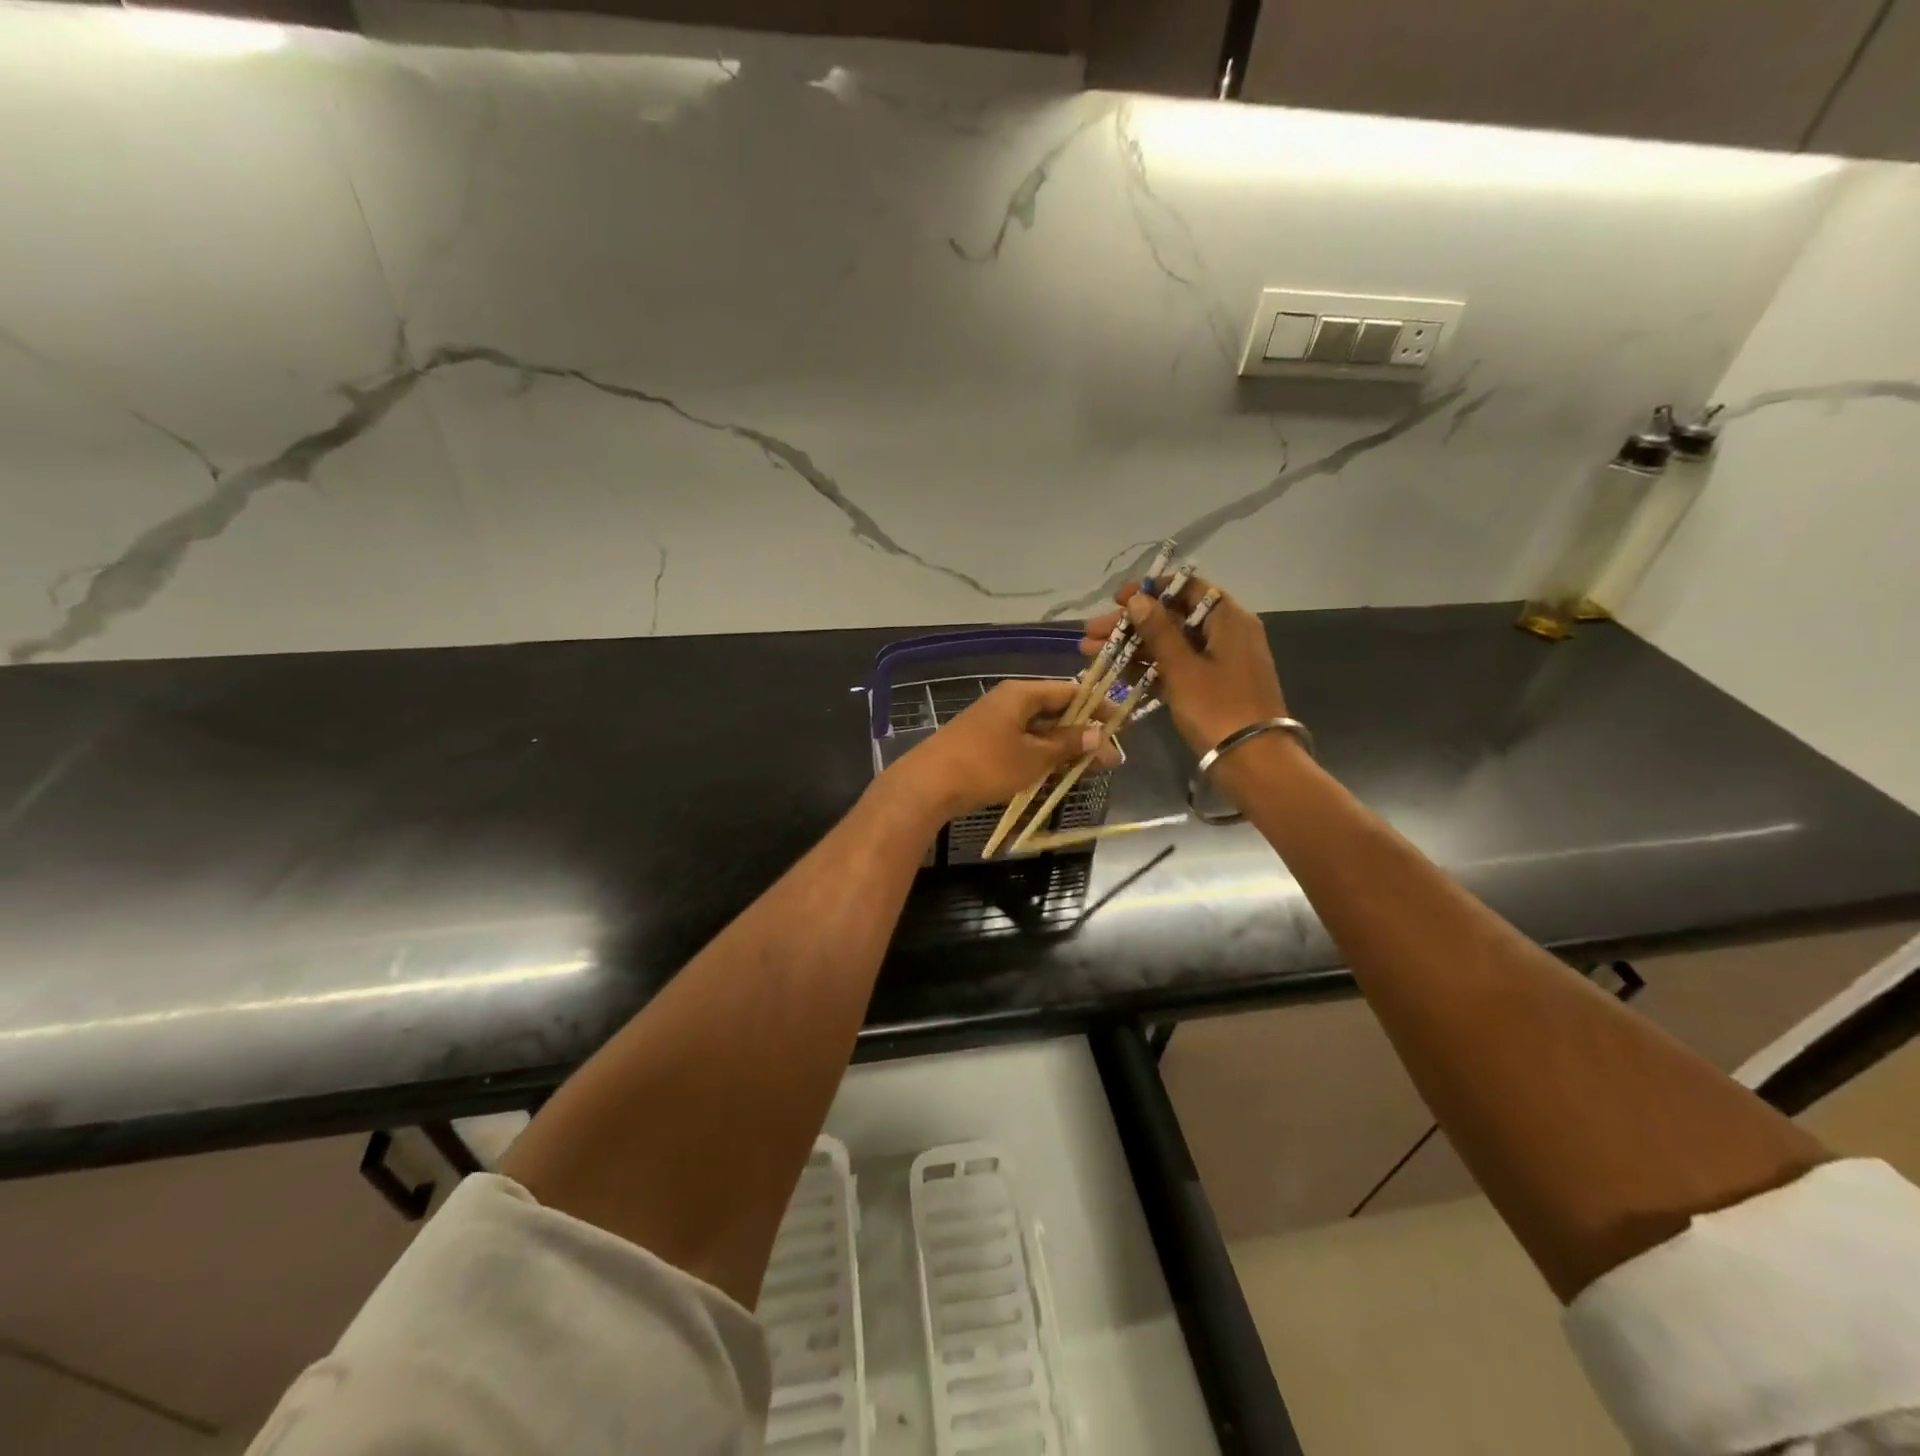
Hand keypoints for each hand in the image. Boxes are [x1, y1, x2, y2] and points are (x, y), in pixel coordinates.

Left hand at [887, 678, 1117, 823]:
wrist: (928, 785)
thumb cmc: (986, 765)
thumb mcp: (1034, 757)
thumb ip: (1067, 744)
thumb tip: (1098, 734)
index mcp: (1021, 693)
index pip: (1070, 691)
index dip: (1098, 707)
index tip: (1122, 725)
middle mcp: (1008, 700)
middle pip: (1054, 710)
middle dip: (1082, 732)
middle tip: (1108, 757)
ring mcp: (993, 721)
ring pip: (1038, 729)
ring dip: (1062, 747)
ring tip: (1088, 769)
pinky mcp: (982, 742)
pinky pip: (1021, 742)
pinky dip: (1040, 754)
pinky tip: (1054, 773)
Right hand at [1081, 578, 1287, 754]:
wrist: (1253, 762)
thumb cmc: (1218, 708)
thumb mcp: (1183, 668)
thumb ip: (1158, 631)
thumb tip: (1137, 599)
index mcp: (1229, 619)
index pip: (1187, 589)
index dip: (1150, 590)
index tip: (1116, 600)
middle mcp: (1226, 633)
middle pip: (1173, 618)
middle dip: (1130, 625)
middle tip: (1091, 633)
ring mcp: (1218, 662)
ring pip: (1169, 645)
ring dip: (1132, 647)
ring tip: (1091, 653)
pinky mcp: (1210, 687)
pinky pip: (1176, 667)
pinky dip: (1148, 668)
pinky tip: (1116, 672)